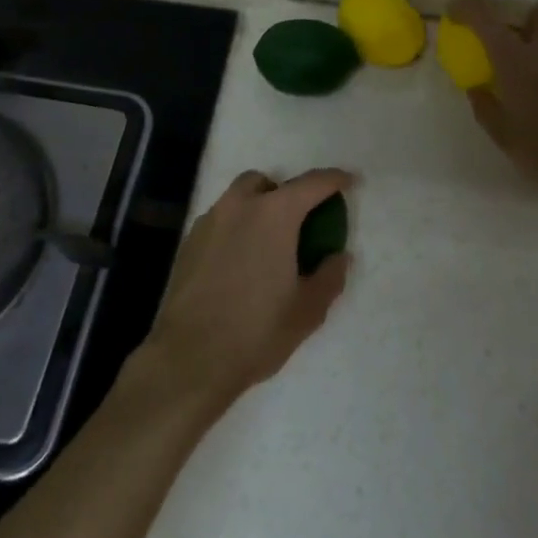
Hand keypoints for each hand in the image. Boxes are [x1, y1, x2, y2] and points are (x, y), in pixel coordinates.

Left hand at [143, 169, 353, 411]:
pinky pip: (219, 222)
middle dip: (286, 193)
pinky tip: (239, 263)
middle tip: (298, 223)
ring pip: (237, 199)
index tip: (349, 182)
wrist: (189, 357)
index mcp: (274, 215)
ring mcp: (209, 222)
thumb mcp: (308, 310)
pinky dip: (235, 229)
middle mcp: (239, 206)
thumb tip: (338, 256)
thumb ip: (329, 276)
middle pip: (266, 183)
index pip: (312, 183)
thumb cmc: (256, 330)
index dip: (335, 180)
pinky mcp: (188, 242)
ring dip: (257, 209)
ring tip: (267, 245)